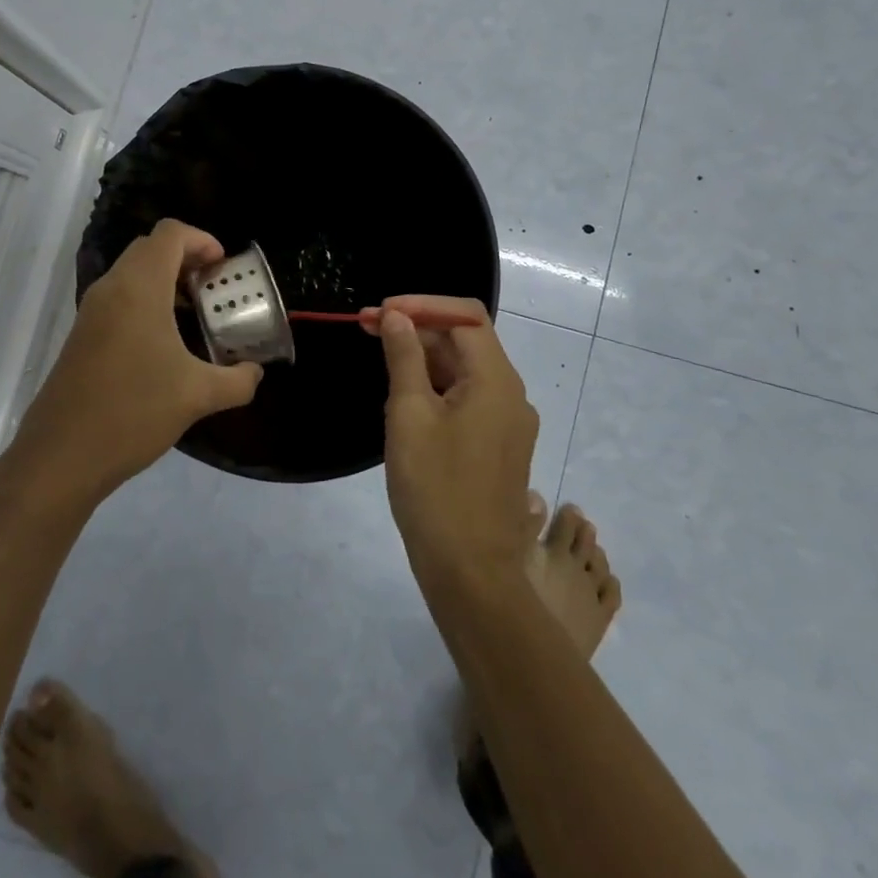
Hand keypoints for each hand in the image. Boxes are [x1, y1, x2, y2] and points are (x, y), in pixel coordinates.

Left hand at [6, 220, 261, 505]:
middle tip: (213, 288)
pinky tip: (165, 344)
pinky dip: (145, 301)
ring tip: (194, 315)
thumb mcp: (198, 396)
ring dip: (165, 281)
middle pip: (150, 248)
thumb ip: (237, 380)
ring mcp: (91, 311)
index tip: (223, 268)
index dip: (202, 240)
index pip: (170, 233)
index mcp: (139, 288)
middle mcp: (111, 289)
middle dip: (186, 258)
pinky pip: (119, 298)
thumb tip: (255, 373)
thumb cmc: (133, 412)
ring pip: (132, 273)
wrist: (61, 456)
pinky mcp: (81, 335)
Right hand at [370, 296, 537, 594]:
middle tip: (367, 328)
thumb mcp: (409, 415)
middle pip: (465, 341)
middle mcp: (511, 394)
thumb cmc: (435, 489)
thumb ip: (404, 358)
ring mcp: (507, 422)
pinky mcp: (497, 445)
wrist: (471, 573)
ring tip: (380, 357)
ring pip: (465, 370)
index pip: (465, 317)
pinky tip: (404, 396)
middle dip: (418, 328)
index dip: (422, 304)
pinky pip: (468, 399)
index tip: (380, 312)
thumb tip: (398, 317)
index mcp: (496, 380)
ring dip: (424, 358)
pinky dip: (436, 386)